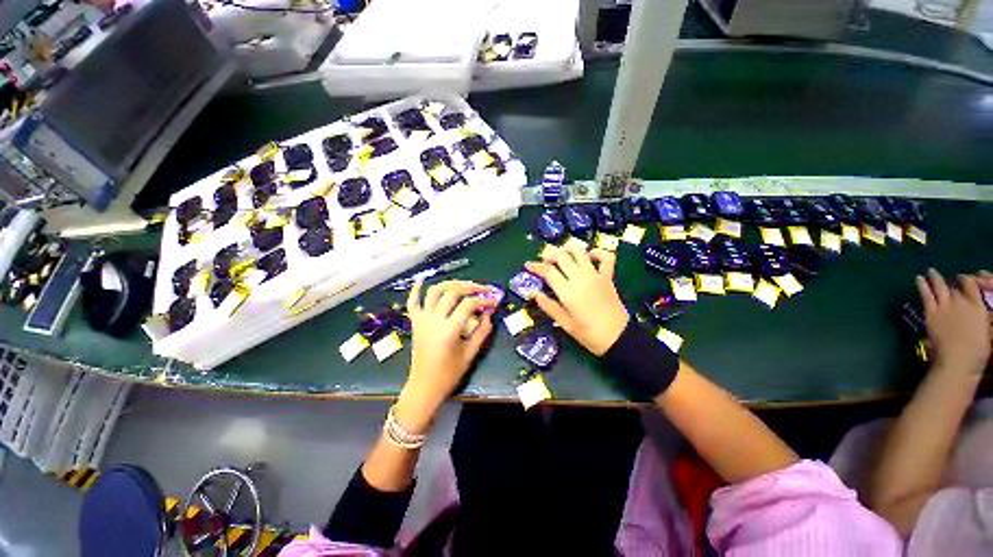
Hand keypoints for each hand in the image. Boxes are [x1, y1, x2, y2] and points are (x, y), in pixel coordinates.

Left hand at [395, 280, 495, 433]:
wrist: (425, 386)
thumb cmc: (449, 373)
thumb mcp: (470, 353)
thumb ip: (482, 331)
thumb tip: (489, 313)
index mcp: (448, 330)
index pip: (468, 305)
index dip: (483, 301)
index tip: (493, 302)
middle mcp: (433, 320)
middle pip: (452, 292)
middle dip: (470, 287)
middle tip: (483, 289)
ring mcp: (422, 319)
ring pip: (434, 292)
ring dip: (450, 284)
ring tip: (464, 284)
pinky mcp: (415, 322)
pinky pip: (412, 301)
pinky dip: (416, 289)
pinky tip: (422, 279)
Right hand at [525, 244, 628, 355]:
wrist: (618, 337)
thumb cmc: (589, 334)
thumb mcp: (565, 323)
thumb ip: (548, 306)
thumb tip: (532, 293)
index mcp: (568, 291)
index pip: (548, 271)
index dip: (536, 266)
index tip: (528, 265)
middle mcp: (580, 278)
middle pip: (562, 256)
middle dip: (549, 254)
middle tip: (543, 260)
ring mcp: (595, 275)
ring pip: (579, 251)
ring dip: (567, 249)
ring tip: (561, 255)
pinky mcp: (607, 277)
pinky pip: (605, 257)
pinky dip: (596, 252)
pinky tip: (589, 256)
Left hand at [916, 269, 990, 374]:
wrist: (958, 360)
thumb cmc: (976, 352)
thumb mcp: (986, 331)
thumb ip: (980, 317)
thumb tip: (976, 313)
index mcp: (978, 307)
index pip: (972, 286)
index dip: (966, 280)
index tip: (963, 279)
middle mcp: (962, 302)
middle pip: (955, 287)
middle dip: (951, 282)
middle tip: (947, 278)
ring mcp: (946, 306)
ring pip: (940, 286)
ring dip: (934, 277)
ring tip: (930, 271)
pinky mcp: (931, 312)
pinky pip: (926, 294)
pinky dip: (922, 284)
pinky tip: (918, 278)